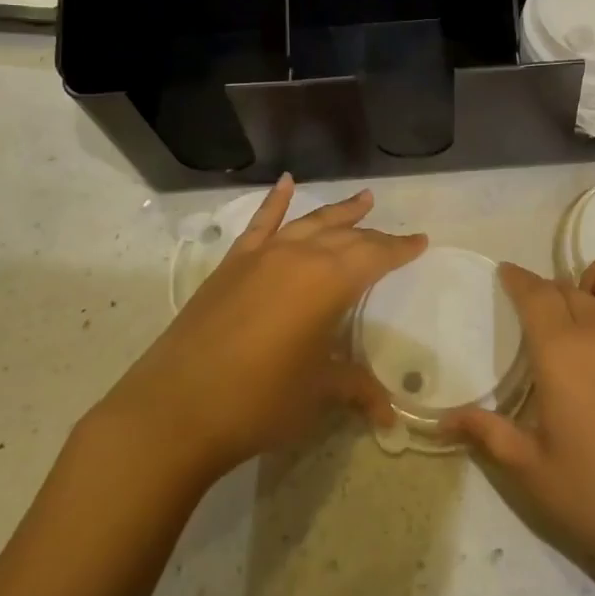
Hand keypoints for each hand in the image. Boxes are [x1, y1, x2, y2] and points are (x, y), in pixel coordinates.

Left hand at [93, 177, 426, 483]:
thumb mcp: (317, 393)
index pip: (375, 256)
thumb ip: (355, 388)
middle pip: (346, 237)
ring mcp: (261, 256)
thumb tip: (389, 413)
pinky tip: (286, 182)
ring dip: (338, 212)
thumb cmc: (259, 401)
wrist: (174, 411)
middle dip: (373, 235)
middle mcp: (298, 257)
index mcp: (329, 282)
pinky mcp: (231, 265)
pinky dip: (275, 202)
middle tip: (394, 237)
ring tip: (362, 198)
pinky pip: (259, 224)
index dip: (400, 249)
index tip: (420, 241)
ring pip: (309, 224)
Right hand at [448, 252, 594, 588]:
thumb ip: (488, 434)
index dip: (517, 279)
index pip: (535, 292)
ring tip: (592, 315)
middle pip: (570, 284)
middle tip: (541, 324)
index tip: (506, 275)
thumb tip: (443, 420)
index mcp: (563, 349)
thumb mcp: (532, 471)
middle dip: (549, 293)